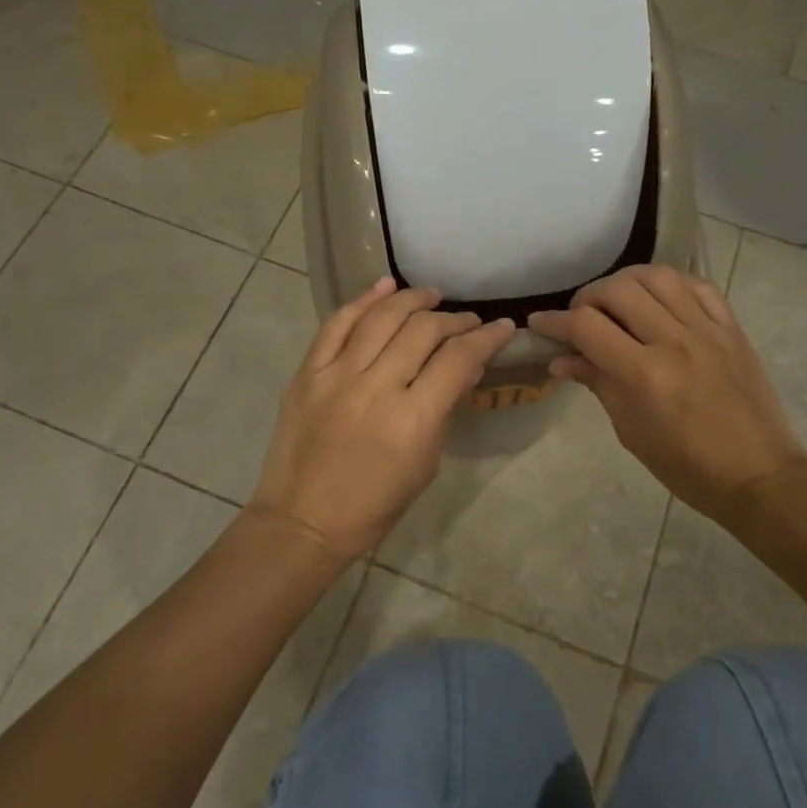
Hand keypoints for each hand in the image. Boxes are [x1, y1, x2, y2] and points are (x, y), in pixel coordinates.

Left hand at [252, 278, 515, 561]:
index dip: (487, 338)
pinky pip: (337, 324)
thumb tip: (464, 368)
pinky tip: (384, 287)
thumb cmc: (374, 505)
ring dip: (412, 300)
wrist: (303, 521)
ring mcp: (337, 375)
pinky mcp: (308, 373)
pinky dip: (362, 300)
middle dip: (455, 320)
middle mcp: (377, 386)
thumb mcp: (425, 464)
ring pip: (381, 317)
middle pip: (423, 331)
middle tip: (468, 321)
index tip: (503, 328)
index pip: (458, 359)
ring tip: (431, 295)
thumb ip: (444, 410)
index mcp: (413, 419)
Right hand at [529, 265, 806, 523]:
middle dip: (588, 297)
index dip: (555, 321)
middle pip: (618, 290)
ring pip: (658, 277)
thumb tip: (560, 359)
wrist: (759, 476)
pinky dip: (671, 284)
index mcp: (644, 375)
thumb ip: (597, 384)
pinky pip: (699, 286)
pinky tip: (659, 299)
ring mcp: (708, 331)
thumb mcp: (631, 431)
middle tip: (581, 316)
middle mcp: (674, 342)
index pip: (586, 327)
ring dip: (627, 281)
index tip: (539, 323)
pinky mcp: (732, 329)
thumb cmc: (686, 466)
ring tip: (618, 300)